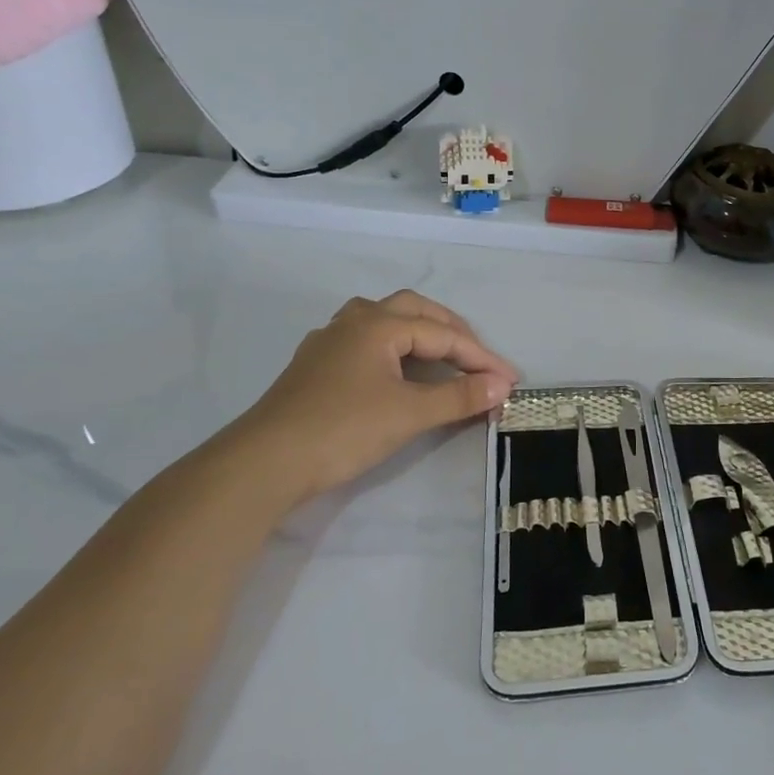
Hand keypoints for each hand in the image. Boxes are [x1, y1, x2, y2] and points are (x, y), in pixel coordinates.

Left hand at [225, 290, 519, 505]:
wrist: (264, 463)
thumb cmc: (343, 429)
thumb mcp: (409, 413)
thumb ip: (459, 396)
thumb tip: (501, 386)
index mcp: (378, 324)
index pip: (442, 334)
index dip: (480, 357)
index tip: (509, 381)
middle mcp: (353, 322)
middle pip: (414, 311)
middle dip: (452, 331)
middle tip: (477, 359)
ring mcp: (329, 342)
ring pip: (385, 320)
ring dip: (420, 332)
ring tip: (442, 354)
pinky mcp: (315, 366)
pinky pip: (366, 341)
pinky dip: (394, 348)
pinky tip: (396, 370)